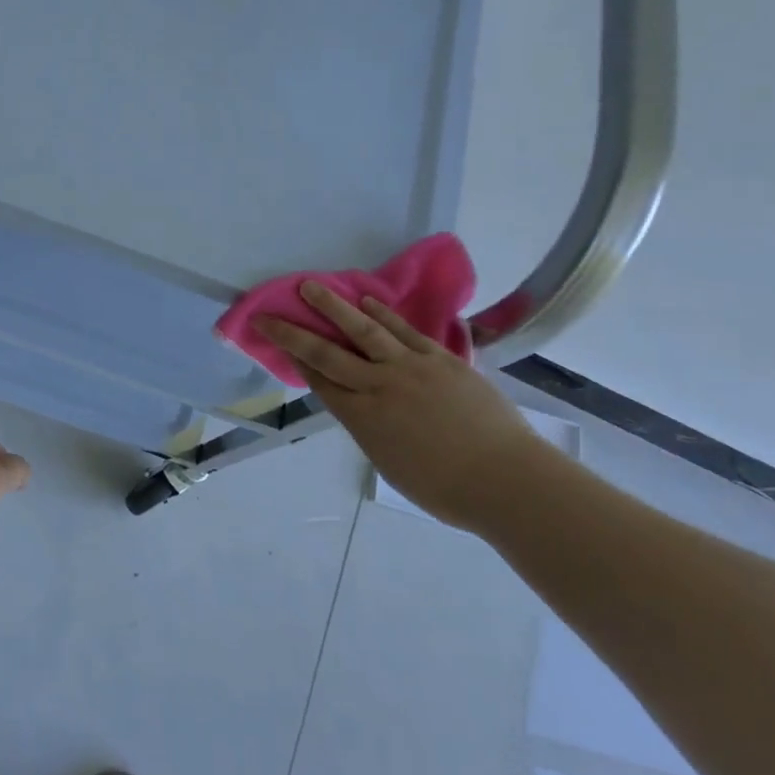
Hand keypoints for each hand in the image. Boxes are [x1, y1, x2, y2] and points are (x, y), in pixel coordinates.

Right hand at [257, 283, 545, 528]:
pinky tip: (366, 301)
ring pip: (362, 330)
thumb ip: (369, 429)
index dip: (293, 357)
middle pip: (326, 353)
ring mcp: (410, 367)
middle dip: (292, 332)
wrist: (506, 479)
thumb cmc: (446, 489)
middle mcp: (377, 386)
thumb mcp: (389, 463)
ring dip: (333, 306)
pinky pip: (403, 331)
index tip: (274, 337)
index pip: (318, 380)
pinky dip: (382, 314)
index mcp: (362, 418)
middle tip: (268, 313)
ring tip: (310, 286)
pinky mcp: (440, 359)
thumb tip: (360, 407)